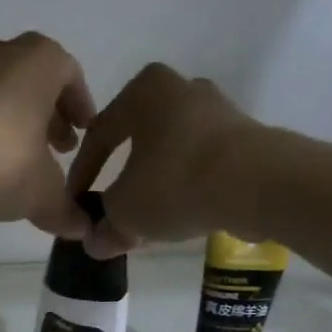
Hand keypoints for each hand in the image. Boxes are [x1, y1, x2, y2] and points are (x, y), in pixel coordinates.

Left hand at [0, 33, 96, 237]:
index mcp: (41, 61)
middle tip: (56, 150)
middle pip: (34, 82)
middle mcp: (3, 52)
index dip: (80, 106)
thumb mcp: (42, 194)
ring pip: (0, 94)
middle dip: (47, 116)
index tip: (82, 133)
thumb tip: (83, 230)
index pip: (71, 75)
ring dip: (14, 124)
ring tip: (18, 163)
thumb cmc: (0, 160)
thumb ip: (65, 210)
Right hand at [67, 63, 249, 256]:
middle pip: (138, 140)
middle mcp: (181, 88)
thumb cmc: (175, 182)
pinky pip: (201, 163)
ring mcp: (218, 110)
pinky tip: (181, 214)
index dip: (82, 174)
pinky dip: (186, 186)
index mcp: (144, 91)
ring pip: (171, 152)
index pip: (99, 134)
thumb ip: (105, 226)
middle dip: (123, 179)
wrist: (258, 183)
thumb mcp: (125, 211)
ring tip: (147, 220)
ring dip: (155, 185)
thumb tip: (95, 243)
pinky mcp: (245, 136)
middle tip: (112, 211)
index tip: (74, 203)